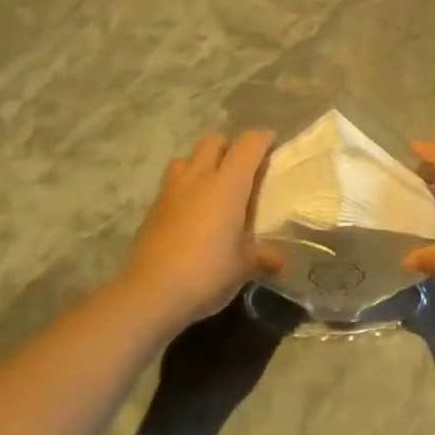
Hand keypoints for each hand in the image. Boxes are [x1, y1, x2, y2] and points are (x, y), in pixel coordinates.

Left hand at [117, 132, 283, 331]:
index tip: (273, 147)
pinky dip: (185, 188)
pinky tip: (191, 213)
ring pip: (187, 158)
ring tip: (213, 189)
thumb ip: (265, 258)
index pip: (248, 144)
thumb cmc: (207, 273)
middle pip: (214, 141)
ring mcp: (171, 190)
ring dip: (202, 164)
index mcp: (228, 184)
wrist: (150, 293)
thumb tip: (283, 265)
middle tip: (243, 171)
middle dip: (230, 148)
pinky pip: (172, 183)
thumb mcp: (243, 267)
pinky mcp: (152, 207)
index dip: (263, 140)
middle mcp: (199, 177)